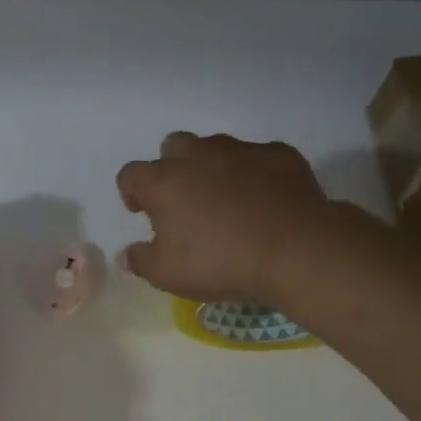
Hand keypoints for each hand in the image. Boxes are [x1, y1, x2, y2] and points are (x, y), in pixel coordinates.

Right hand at [117, 132, 331, 305]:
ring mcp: (241, 150)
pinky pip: (257, 157)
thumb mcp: (167, 274)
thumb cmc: (219, 261)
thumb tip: (126, 254)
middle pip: (173, 146)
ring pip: (215, 147)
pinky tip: (262, 198)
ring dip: (212, 167)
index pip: (131, 174)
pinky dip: (253, 172)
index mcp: (164, 182)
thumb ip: (141, 261)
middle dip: (172, 168)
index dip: (131, 192)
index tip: (141, 212)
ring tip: (224, 199)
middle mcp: (198, 156)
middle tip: (183, 201)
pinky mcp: (279, 154)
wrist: (294, 248)